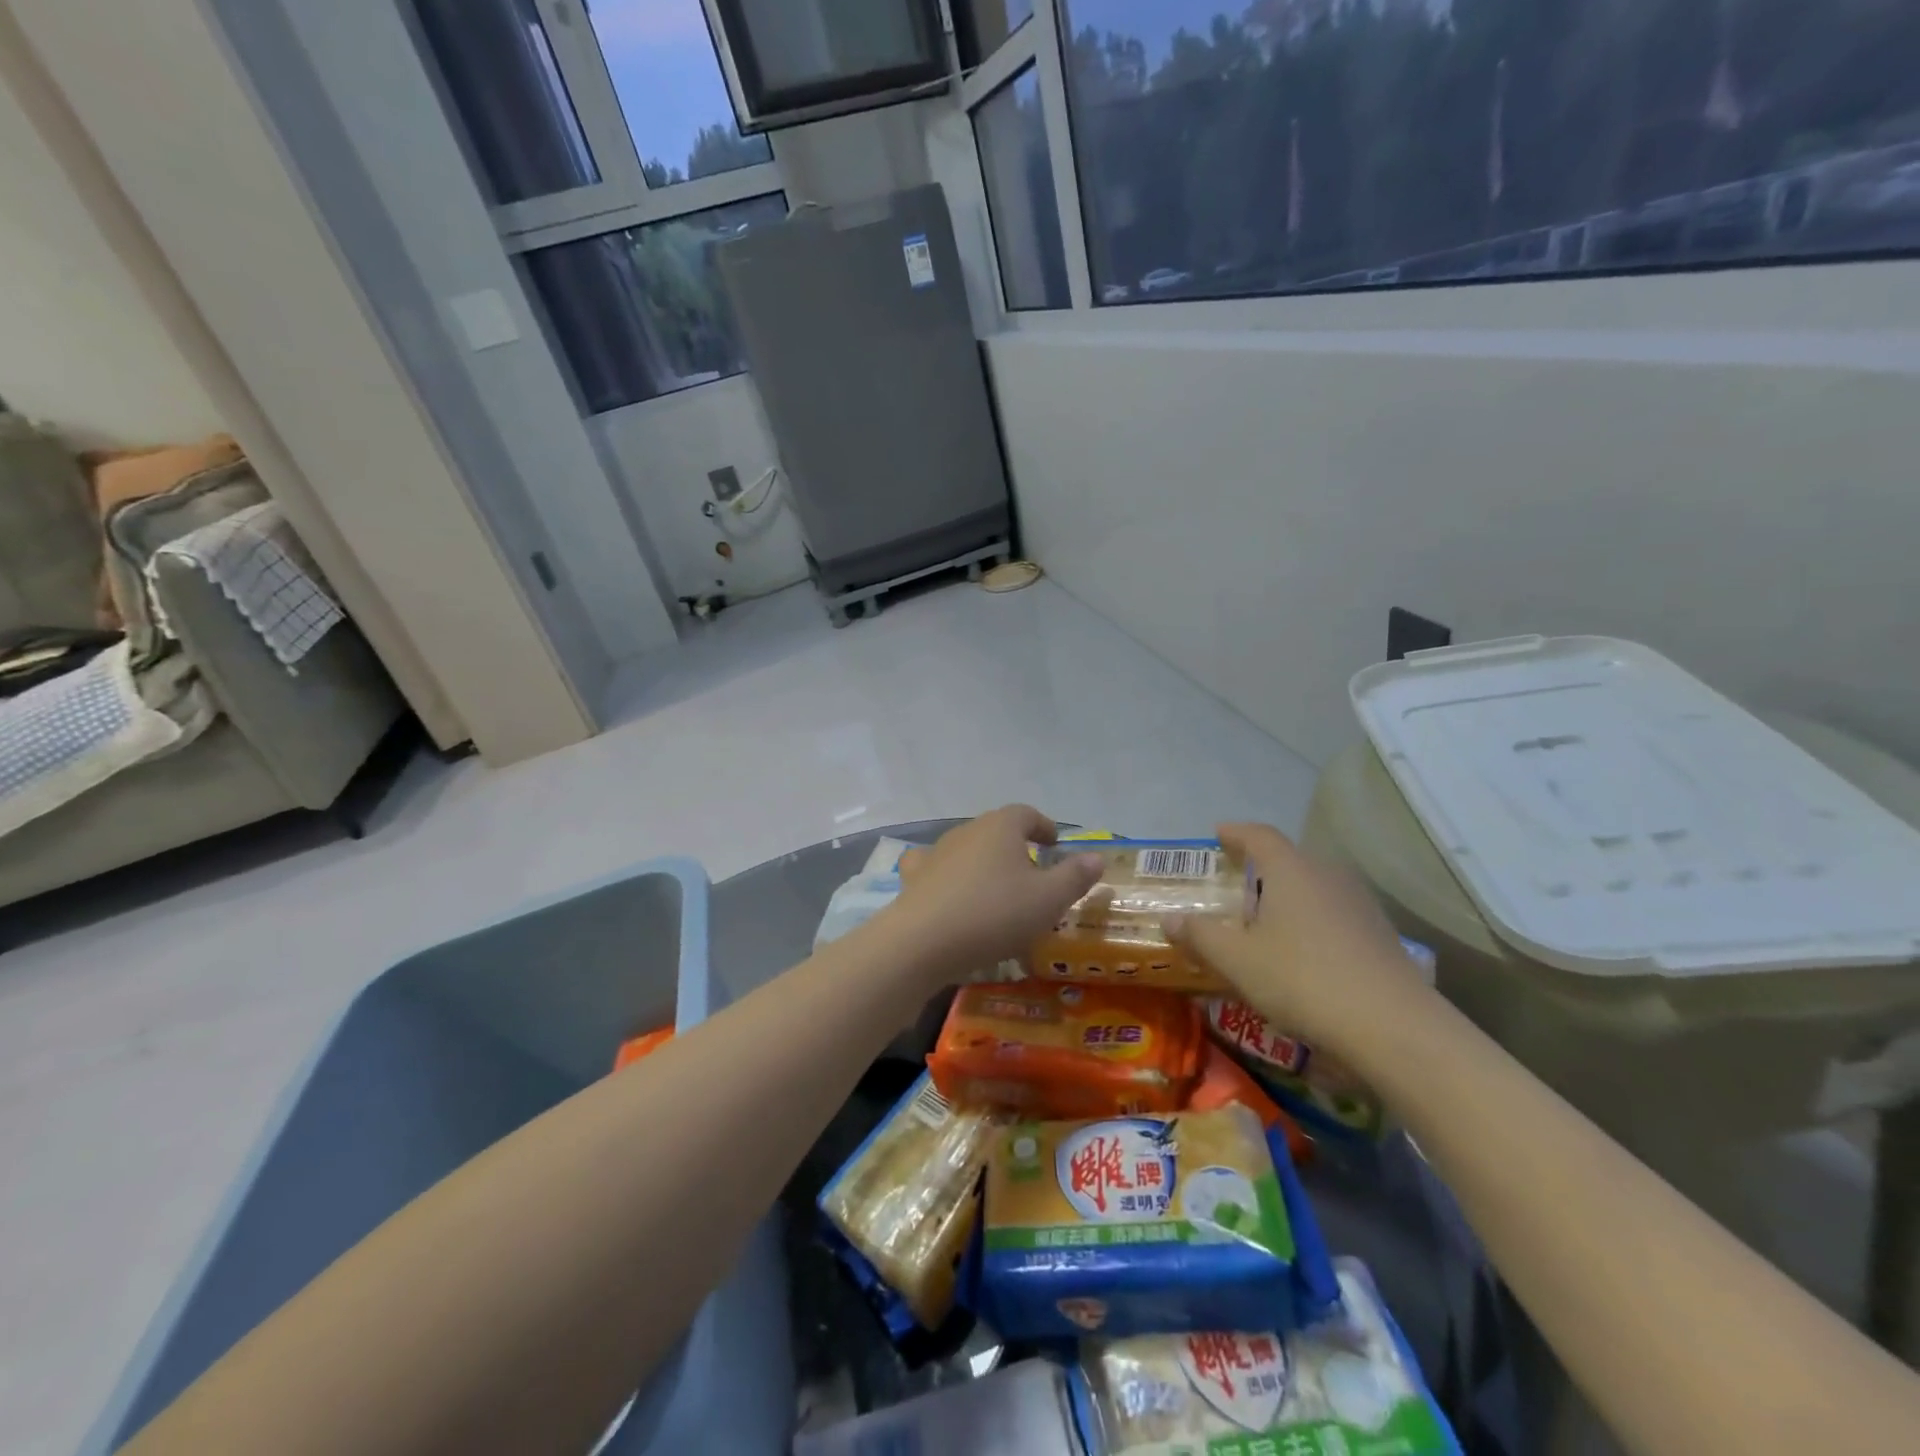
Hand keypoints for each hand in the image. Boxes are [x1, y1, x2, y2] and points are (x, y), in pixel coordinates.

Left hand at [885, 806, 1103, 980]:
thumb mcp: (1049, 900)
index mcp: (1002, 826)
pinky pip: (935, 867)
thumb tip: (1096, 857)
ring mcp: (936, 851)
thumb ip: (1075, 876)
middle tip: (1032, 874)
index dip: (1043, 826)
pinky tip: (950, 891)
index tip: (1054, 844)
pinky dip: (946, 875)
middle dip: (1015, 847)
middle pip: (997, 830)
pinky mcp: (915, 877)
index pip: (1027, 813)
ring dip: (983, 863)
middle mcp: (967, 829)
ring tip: (996, 890)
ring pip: (968, 848)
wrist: (924, 940)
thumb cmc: (995, 914)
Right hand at [1166, 824, 1436, 1062]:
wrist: (1393, 1028)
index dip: (1235, 832)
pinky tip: (1301, 952)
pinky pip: (1333, 913)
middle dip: (1259, 869)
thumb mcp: (1237, 960)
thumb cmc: (1302, 980)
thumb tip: (1169, 918)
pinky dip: (1310, 921)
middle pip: (1289, 860)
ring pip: (1314, 888)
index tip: (1217, 834)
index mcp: (1291, 869)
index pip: (1259, 835)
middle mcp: (1328, 875)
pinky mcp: (1380, 935)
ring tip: (1264, 922)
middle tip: (1234, 887)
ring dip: (1287, 897)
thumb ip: (1200, 935)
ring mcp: (1359, 904)